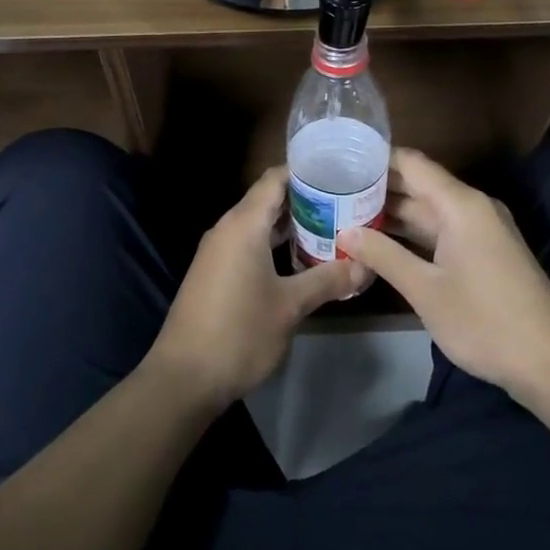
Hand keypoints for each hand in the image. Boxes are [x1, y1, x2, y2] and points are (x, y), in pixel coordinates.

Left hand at [147, 167, 361, 410]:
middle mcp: (227, 228)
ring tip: (332, 228)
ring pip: (259, 224)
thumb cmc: (239, 332)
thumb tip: (365, 266)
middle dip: (306, 200)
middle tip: (346, 203)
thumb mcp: (290, 306)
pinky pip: (248, 244)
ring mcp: (217, 251)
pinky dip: (274, 244)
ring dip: (291, 225)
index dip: (307, 171)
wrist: (184, 377)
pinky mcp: (214, 272)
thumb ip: (328, 280)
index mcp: (243, 224)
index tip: (340, 172)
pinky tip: (300, 260)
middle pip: (269, 199)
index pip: (276, 179)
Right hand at [337, 148, 549, 401]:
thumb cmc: (485, 322)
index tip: (338, 162)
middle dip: (377, 189)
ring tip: (346, 215)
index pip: (411, 163)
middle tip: (332, 193)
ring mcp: (481, 230)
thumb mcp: (425, 290)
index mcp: (461, 204)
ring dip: (393, 214)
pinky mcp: (485, 252)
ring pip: (429, 211)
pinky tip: (382, 243)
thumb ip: (383, 256)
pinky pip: (442, 231)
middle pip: (419, 185)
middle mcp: (473, 207)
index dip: (376, 159)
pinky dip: (412, 234)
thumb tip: (344, 232)